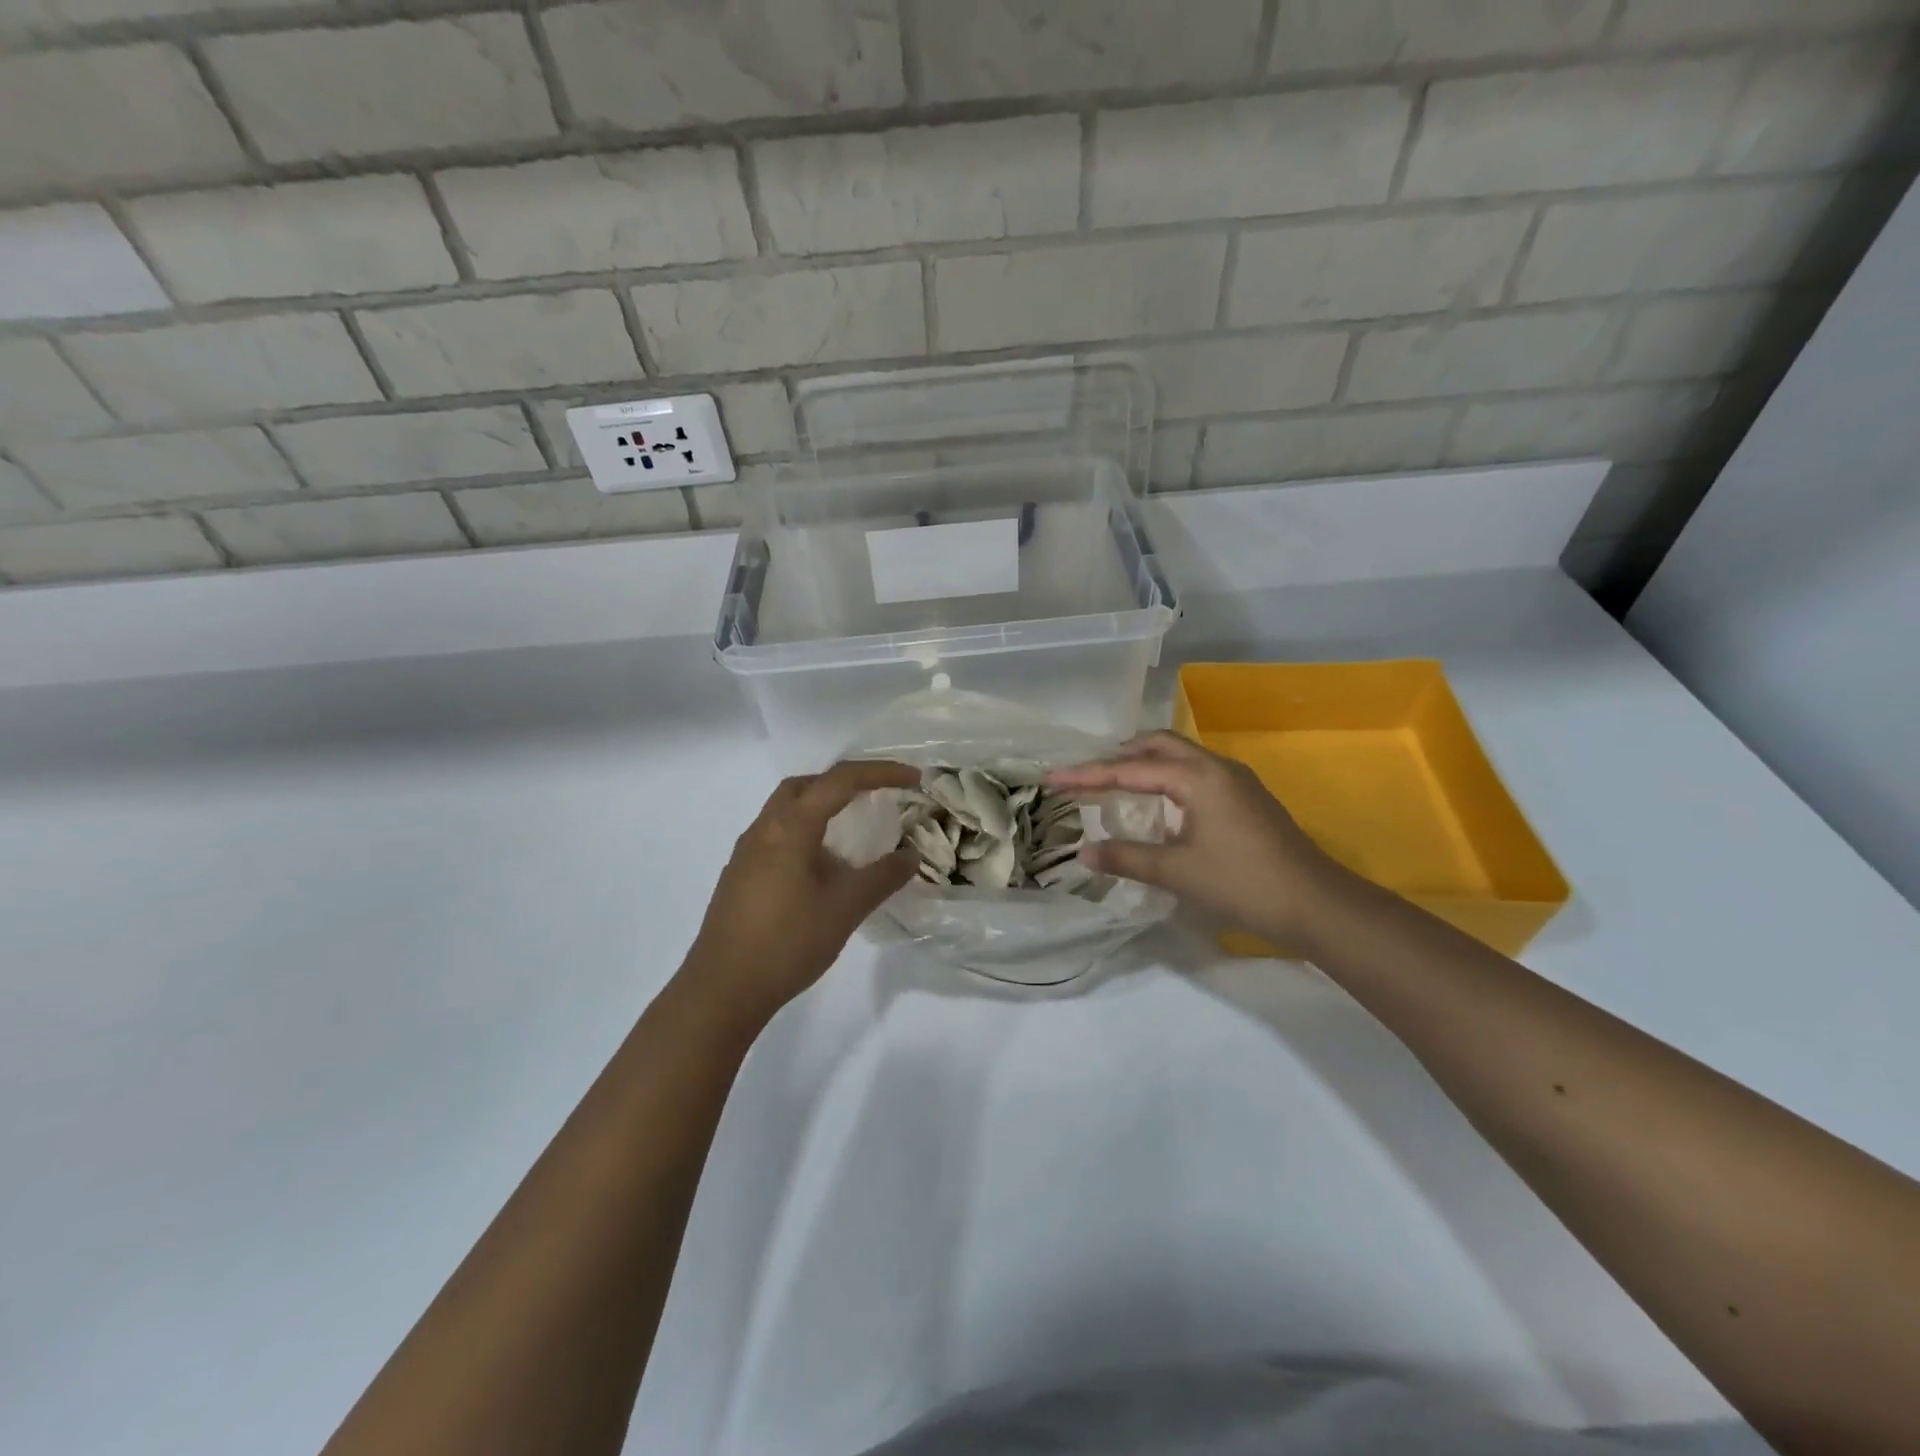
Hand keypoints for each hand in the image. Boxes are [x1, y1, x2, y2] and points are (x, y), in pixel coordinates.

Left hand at [681, 760, 919, 1026]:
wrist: (722, 989)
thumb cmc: (787, 942)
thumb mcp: (845, 908)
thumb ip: (882, 877)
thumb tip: (910, 855)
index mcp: (790, 827)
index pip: (840, 781)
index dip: (880, 773)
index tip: (914, 779)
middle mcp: (764, 829)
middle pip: (806, 785)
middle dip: (845, 782)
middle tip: (877, 796)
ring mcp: (747, 852)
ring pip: (787, 809)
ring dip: (822, 807)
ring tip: (853, 831)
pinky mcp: (740, 875)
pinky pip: (778, 834)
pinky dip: (806, 832)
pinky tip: (822, 867)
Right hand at [1048, 731, 1344, 951]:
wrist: (1317, 904)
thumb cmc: (1243, 883)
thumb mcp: (1178, 872)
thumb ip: (1128, 858)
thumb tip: (1085, 852)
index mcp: (1198, 777)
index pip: (1130, 769)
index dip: (1088, 774)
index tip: (1053, 778)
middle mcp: (1216, 767)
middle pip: (1159, 745)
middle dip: (1119, 754)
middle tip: (1088, 773)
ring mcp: (1236, 781)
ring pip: (1180, 757)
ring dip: (1145, 764)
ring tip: (1115, 782)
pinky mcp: (1246, 799)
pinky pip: (1196, 773)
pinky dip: (1167, 777)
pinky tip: (1159, 803)